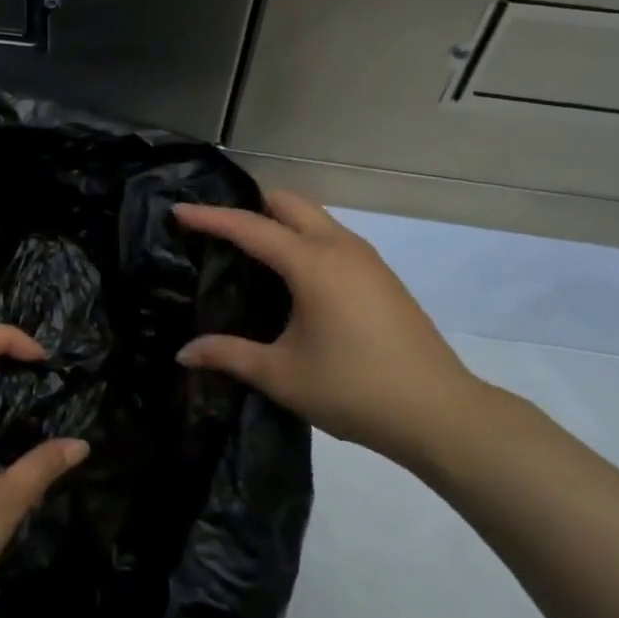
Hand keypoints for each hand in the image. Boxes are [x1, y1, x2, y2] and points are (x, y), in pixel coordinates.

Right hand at [172, 191, 495, 473]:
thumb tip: (183, 354)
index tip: (178, 211)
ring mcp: (367, 259)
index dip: (211, 218)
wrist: (440, 414)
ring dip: (280, 221)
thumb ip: (229, 355)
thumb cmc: (354, 389)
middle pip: (289, 203)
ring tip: (249, 250)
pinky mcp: (381, 276)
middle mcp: (340, 248)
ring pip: (315, 218)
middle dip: (250, 206)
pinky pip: (332, 238)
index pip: (250, 227)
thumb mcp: (281, 375)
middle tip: (217, 230)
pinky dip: (303, 239)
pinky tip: (292, 276)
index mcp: (312, 264)